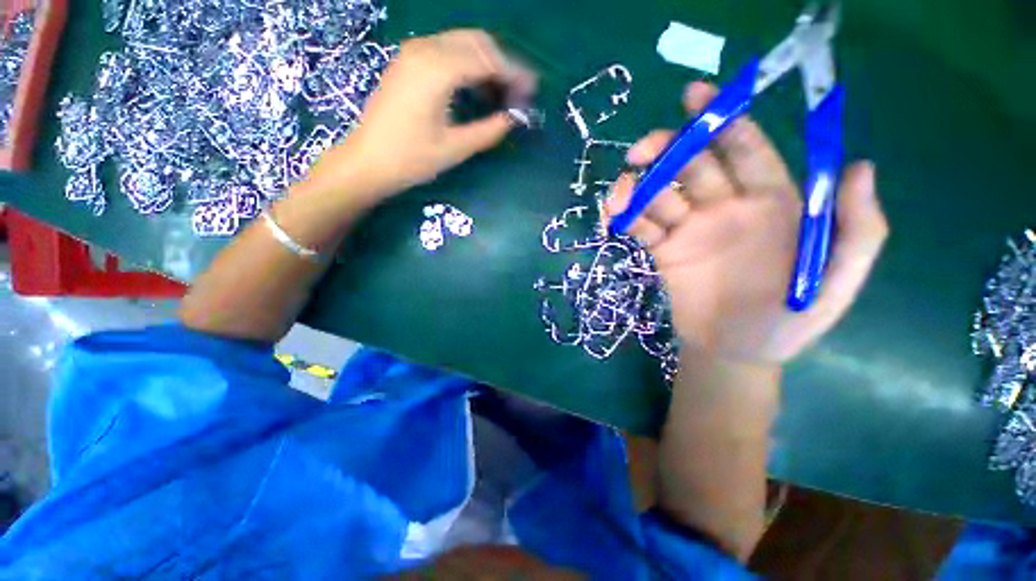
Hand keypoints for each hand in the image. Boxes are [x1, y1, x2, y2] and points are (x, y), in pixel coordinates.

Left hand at [311, 29, 535, 201]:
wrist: (367, 161)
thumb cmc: (410, 159)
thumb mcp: (455, 149)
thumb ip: (488, 130)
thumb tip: (513, 119)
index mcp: (437, 70)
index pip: (487, 60)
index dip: (514, 75)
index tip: (532, 92)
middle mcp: (425, 49)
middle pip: (477, 42)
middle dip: (503, 64)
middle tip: (519, 93)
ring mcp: (413, 52)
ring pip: (462, 42)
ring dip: (487, 62)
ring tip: (502, 93)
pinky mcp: (408, 61)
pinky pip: (447, 50)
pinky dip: (468, 63)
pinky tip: (477, 87)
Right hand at [604, 82, 887, 363]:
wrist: (736, 351)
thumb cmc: (788, 320)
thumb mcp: (836, 279)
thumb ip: (858, 227)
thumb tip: (860, 165)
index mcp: (771, 202)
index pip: (745, 149)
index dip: (723, 120)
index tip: (695, 97)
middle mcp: (726, 207)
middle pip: (693, 165)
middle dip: (667, 149)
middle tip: (640, 151)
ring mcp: (690, 229)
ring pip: (660, 194)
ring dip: (638, 186)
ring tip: (620, 192)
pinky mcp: (664, 250)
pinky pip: (641, 227)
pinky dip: (625, 217)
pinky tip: (612, 214)